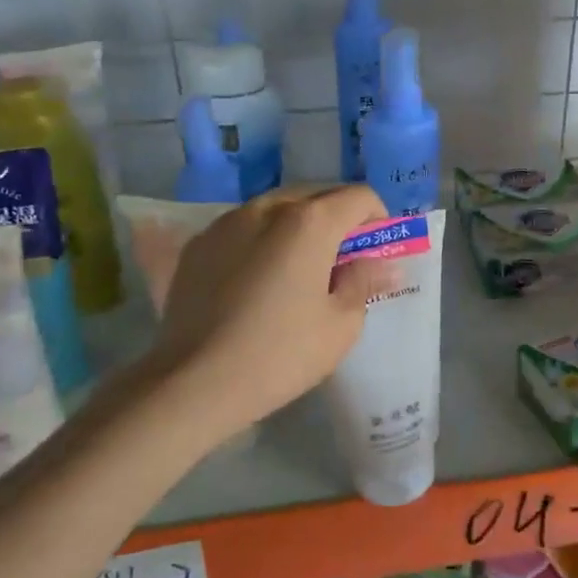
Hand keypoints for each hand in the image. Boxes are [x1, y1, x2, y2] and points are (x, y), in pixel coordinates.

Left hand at [152, 185, 391, 437]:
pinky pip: (243, 228)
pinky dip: (261, 240)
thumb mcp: (340, 325)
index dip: (378, 219)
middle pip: (317, 196)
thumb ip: (364, 282)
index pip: (359, 197)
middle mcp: (267, 207)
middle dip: (337, 219)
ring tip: (297, 268)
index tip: (375, 251)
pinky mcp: (198, 244)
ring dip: (298, 226)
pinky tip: (256, 279)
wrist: (193, 382)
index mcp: (309, 222)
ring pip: (277, 208)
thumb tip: (384, 265)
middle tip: (342, 261)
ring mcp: (226, 222)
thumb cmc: (280, 354)